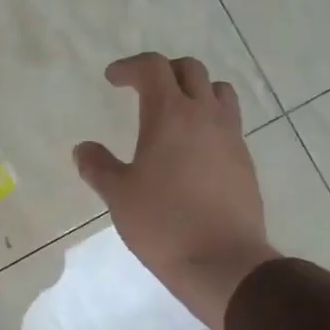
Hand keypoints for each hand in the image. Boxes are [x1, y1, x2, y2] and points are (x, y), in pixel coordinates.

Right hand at [74, 53, 276, 329]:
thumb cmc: (163, 223)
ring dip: (195, 91)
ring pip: (218, 91)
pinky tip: (193, 150)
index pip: (153, 68)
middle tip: (142, 90)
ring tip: (175, 112)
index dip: (130, 67)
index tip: (112, 79)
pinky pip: (228, 123)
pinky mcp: (245, 161)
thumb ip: (98, 166)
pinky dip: (209, 120)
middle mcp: (204, 115)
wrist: (223, 262)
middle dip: (163, 72)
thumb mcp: (118, 195)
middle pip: (190, 70)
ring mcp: (231, 137)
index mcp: (170, 114)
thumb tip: (83, 149)